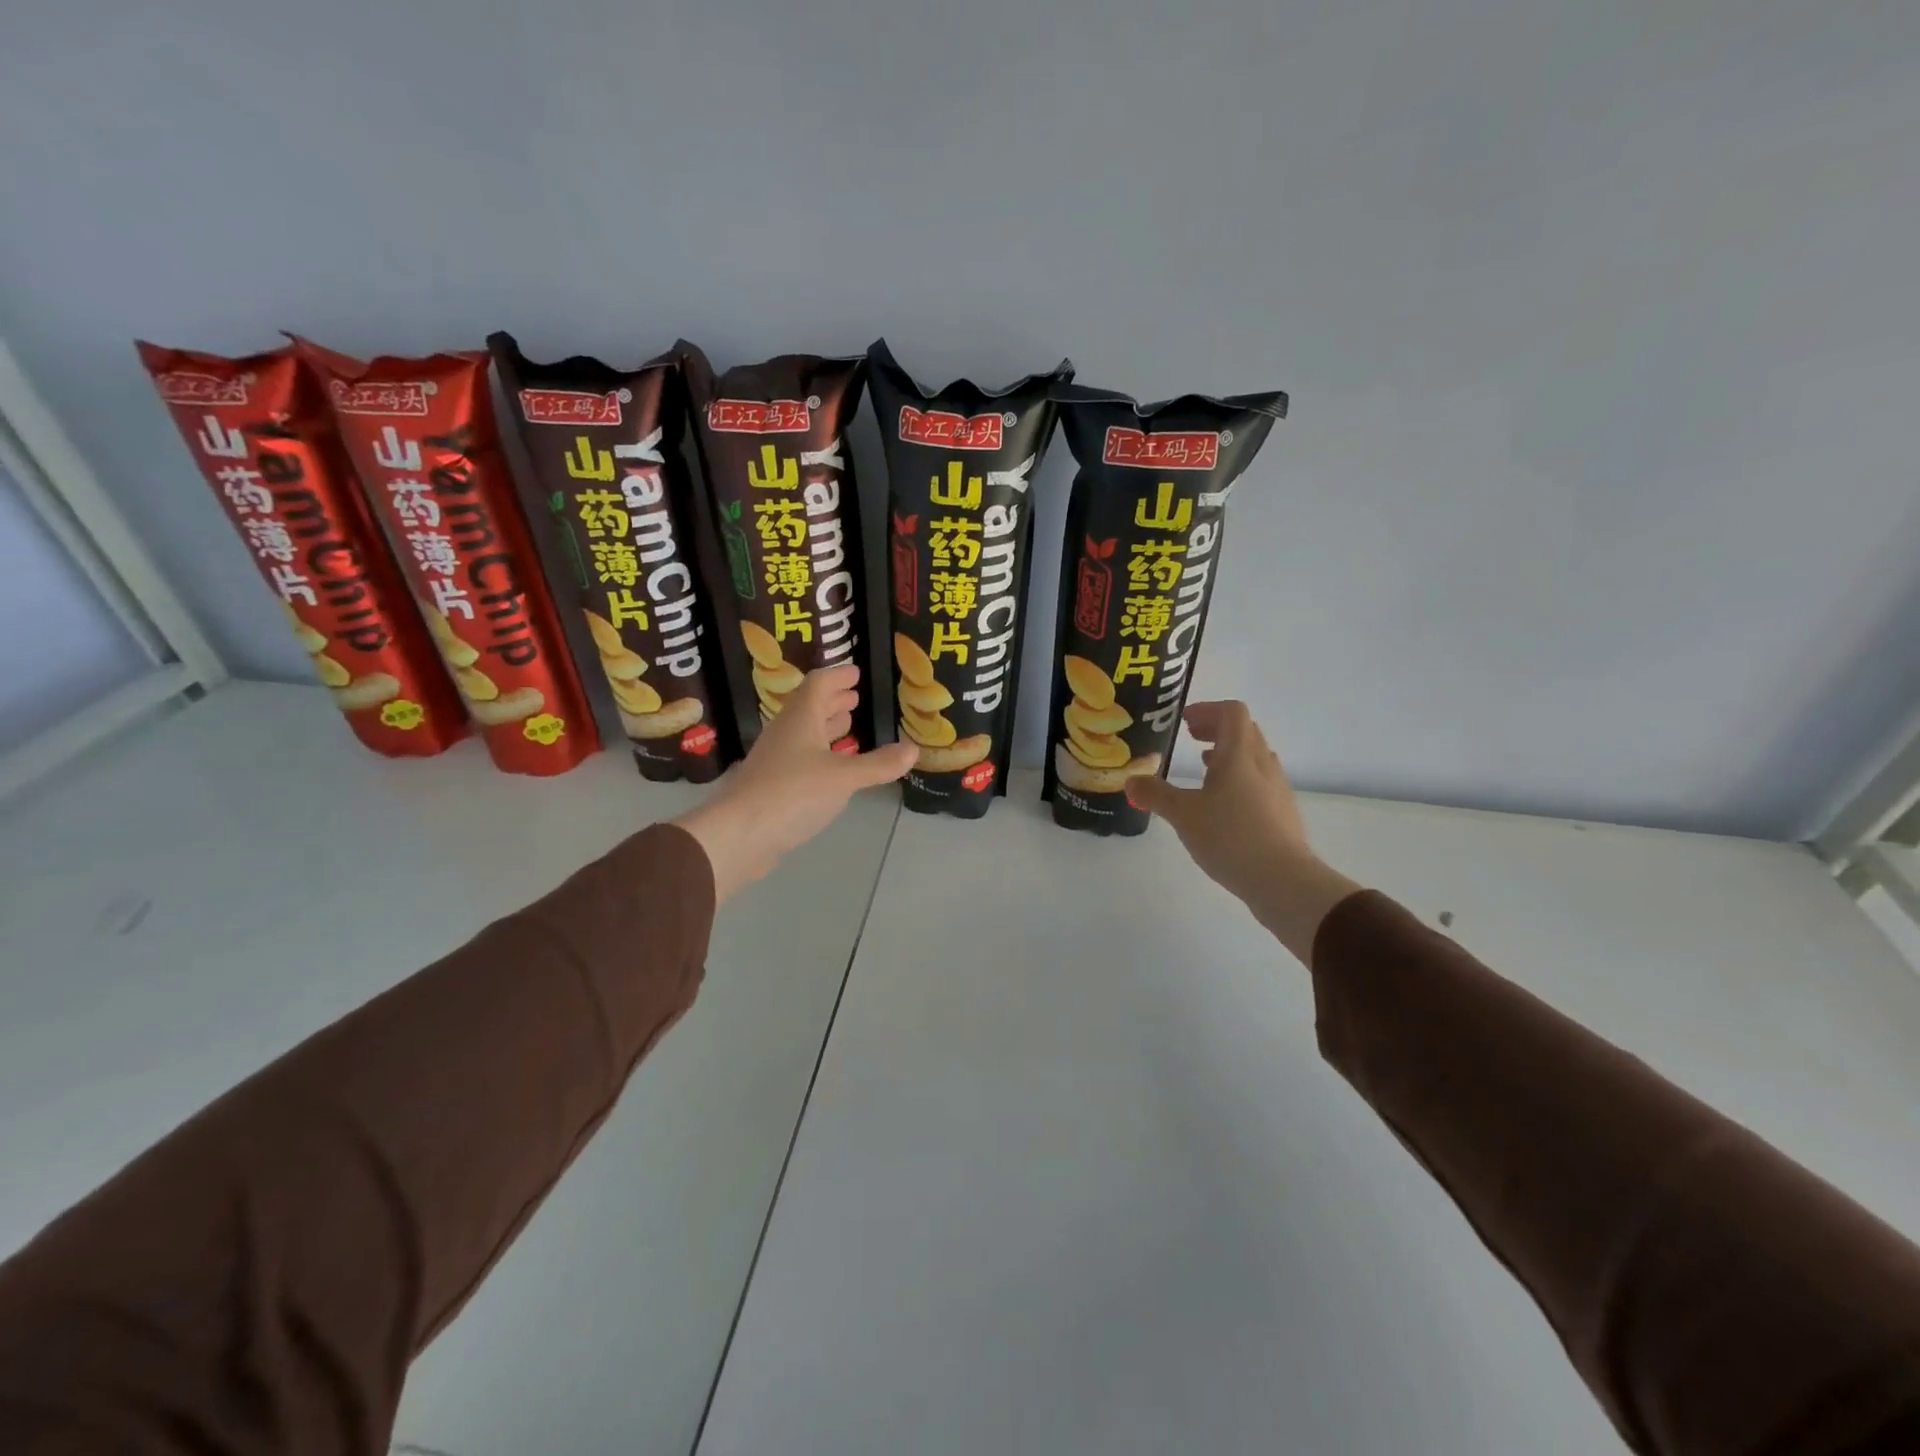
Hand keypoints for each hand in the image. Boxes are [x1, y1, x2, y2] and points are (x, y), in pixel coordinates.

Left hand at [673, 665, 915, 902]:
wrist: (740, 835)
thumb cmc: (793, 793)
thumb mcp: (844, 778)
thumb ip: (879, 764)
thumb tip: (913, 749)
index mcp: (800, 720)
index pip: (818, 685)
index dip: (838, 677)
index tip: (856, 673)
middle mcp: (785, 734)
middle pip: (809, 708)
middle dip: (832, 701)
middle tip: (853, 697)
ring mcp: (776, 760)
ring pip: (803, 734)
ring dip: (825, 727)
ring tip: (847, 726)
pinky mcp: (773, 786)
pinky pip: (800, 759)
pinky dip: (820, 754)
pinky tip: (832, 768)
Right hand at [1126, 701, 1359, 964]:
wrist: (1283, 880)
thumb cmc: (1230, 837)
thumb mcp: (1183, 815)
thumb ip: (1155, 794)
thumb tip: (1131, 780)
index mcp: (1239, 755)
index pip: (1231, 712)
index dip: (1207, 710)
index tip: (1184, 722)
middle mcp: (1262, 764)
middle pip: (1244, 731)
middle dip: (1216, 729)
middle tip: (1190, 738)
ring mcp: (1277, 788)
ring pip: (1254, 757)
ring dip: (1229, 754)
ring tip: (1204, 769)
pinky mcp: (1282, 812)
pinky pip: (1260, 781)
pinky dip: (1239, 778)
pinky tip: (1222, 805)